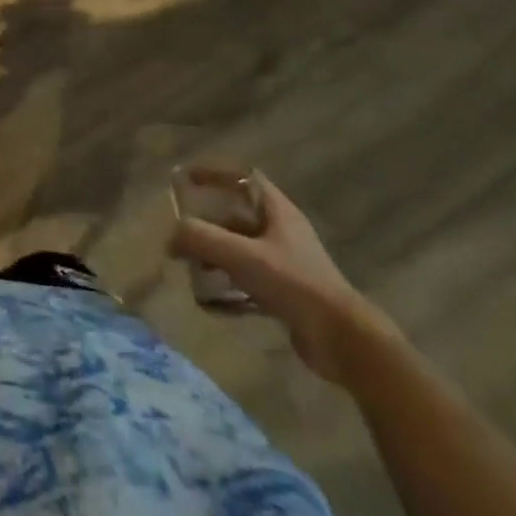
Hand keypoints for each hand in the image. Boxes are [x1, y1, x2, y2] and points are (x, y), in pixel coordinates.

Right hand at [168, 169, 397, 383]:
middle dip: (207, 225)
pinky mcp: (289, 295)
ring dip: (215, 258)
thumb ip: (201, 239)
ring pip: (241, 250)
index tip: (185, 179)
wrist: (344, 341)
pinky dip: (229, 287)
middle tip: (182, 236)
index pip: (241, 178)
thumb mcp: (241, 255)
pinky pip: (250, 281)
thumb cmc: (294, 284)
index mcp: (277, 210)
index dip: (213, 174)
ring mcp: (287, 264)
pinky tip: (212, 303)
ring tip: (192, 271)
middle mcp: (282, 231)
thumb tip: (171, 238)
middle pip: (236, 217)